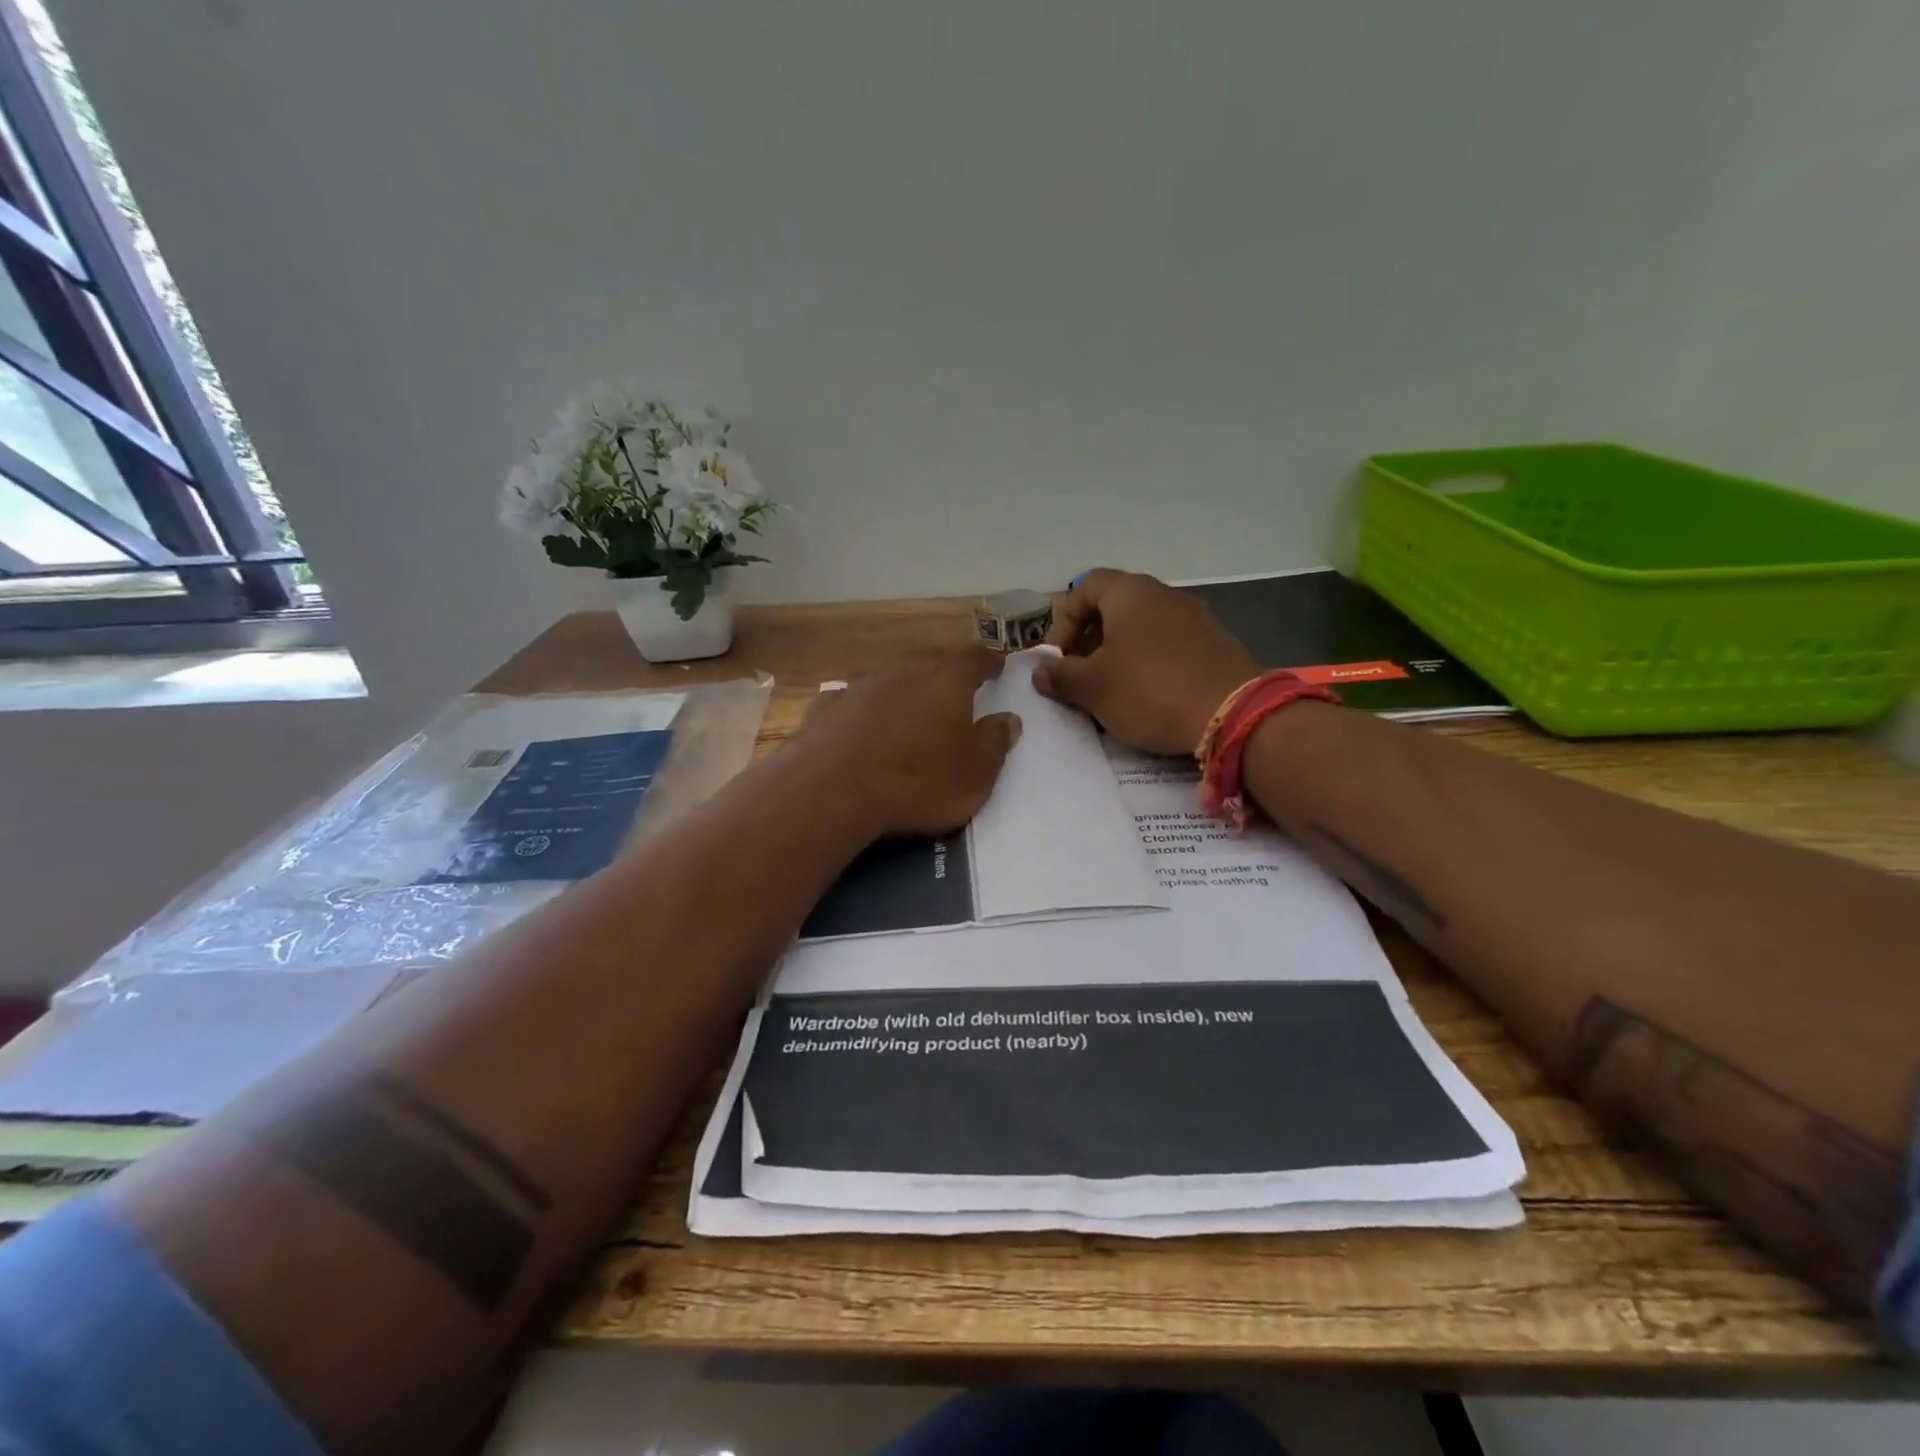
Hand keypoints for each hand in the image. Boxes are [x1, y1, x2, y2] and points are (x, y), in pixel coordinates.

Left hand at [793, 645, 1021, 838]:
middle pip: (929, 663)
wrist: (832, 790)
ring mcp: (859, 687)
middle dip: (944, 673)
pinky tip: (860, 727)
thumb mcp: (974, 775)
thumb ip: (994, 743)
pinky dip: (863, 711)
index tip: (996, 665)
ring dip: (902, 691)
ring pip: (889, 680)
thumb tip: (1009, 719)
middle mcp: (903, 673)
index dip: (988, 661)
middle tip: (954, 689)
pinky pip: (852, 702)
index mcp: (946, 682)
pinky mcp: (826, 708)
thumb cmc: (917, 782)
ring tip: (908, 712)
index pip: (974, 658)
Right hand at [1034, 569, 1257, 754]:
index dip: (1063, 620)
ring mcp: (1194, 617)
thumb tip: (1041, 671)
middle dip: (1090, 640)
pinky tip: (1148, 696)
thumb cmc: (1149, 691)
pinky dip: (1150, 663)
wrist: (1232, 714)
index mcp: (1129, 593)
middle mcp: (1163, 594)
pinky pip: (1169, 645)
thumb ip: (1061, 676)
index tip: (1058, 658)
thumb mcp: (1093, 687)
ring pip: (1142, 628)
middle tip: (1080, 676)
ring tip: (1111, 690)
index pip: (1085, 586)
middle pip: (1114, 607)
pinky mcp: (1215, 643)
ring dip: (1120, 654)